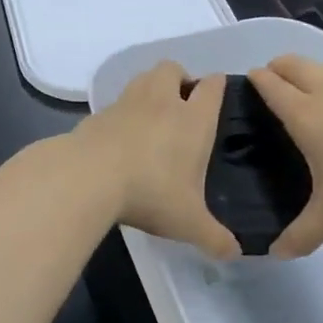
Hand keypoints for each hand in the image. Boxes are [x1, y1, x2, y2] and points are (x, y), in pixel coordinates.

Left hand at [72, 62, 239, 259]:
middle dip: (180, 78)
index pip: (211, 86)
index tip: (217, 92)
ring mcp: (126, 103)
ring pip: (142, 78)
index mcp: (193, 119)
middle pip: (172, 68)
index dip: (217, 85)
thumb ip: (213, 237)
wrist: (88, 177)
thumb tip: (234, 253)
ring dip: (150, 87)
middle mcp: (161, 102)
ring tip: (152, 115)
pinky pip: (116, 103)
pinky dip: (122, 112)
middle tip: (181, 103)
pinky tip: (121, 136)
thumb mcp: (188, 222)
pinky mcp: (97, 114)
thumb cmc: (151, 193)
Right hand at [248, 54, 322, 257]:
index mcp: (304, 113)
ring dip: (307, 73)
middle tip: (269, 84)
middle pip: (293, 64)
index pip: (271, 86)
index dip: (255, 81)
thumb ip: (304, 233)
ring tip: (305, 94)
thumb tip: (276, 253)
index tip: (246, 82)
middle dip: (277, 67)